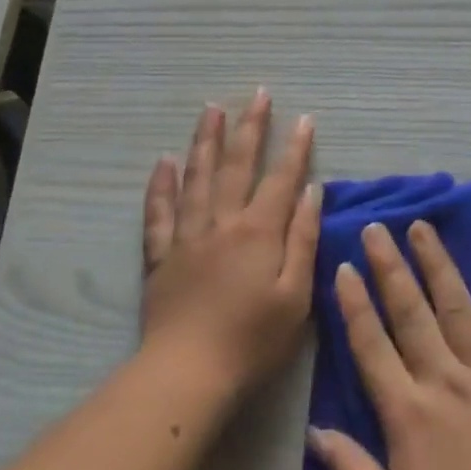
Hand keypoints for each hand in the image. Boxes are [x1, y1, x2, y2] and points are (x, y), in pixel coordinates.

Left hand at [140, 90, 319, 398]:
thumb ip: (303, 239)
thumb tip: (312, 191)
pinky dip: (161, 185)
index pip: (281, 179)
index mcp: (259, 232)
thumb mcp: (296, 295)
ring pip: (196, 177)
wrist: (187, 374)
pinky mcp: (160, 256)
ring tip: (211, 109)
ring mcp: (187, 236)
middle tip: (257, 94)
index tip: (304, 118)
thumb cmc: (253, 341)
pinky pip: (159, 212)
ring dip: (206, 140)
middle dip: (250, 127)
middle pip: (236, 165)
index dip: (295, 147)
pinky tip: (164, 162)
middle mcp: (222, 222)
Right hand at [307, 221, 470, 469]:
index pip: (372, 346)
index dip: (355, 304)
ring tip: (422, 227)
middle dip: (390, 266)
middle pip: (410, 312)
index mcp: (407, 410)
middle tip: (376, 227)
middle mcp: (443, 377)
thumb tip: (315, 431)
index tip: (344, 266)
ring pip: (456, 305)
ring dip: (437, 263)